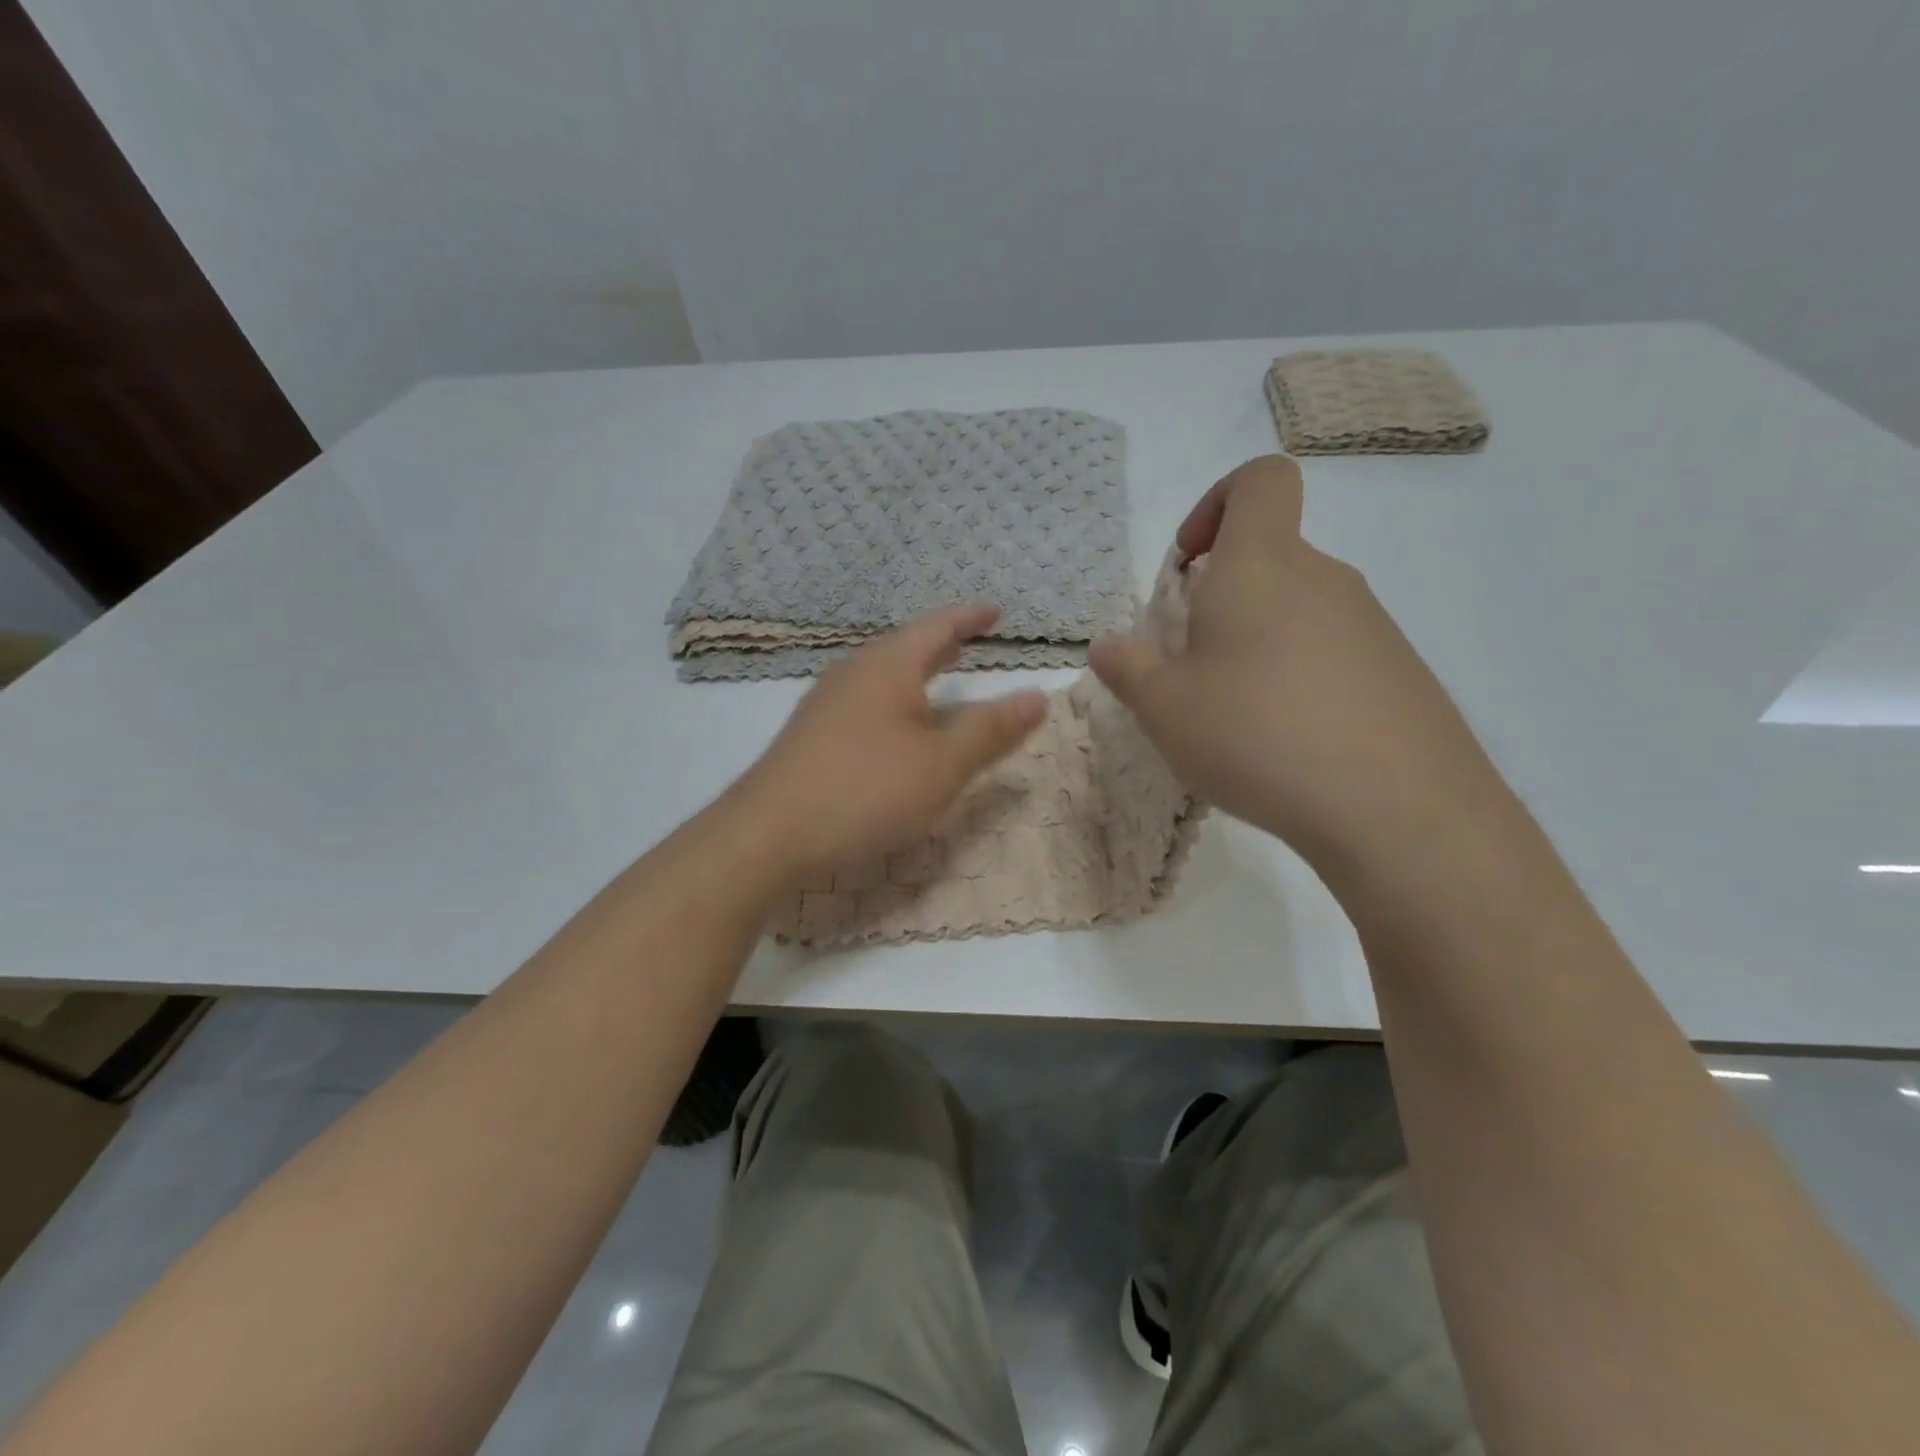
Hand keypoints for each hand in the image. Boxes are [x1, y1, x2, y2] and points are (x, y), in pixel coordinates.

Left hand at [733, 606, 1047, 882]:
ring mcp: (826, 702)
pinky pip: (864, 699)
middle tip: (971, 639)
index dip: (970, 618)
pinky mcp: (811, 733)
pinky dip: (894, 697)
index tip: (997, 612)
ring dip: (915, 670)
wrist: (769, 834)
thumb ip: (990, 730)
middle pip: (905, 646)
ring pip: (882, 673)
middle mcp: (854, 672)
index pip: (937, 627)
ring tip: (939, 675)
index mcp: (888, 666)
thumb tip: (1039, 696)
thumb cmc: (865, 790)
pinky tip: (894, 724)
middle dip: (942, 642)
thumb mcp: (942, 765)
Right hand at [1089, 455, 1502, 875]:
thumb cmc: (1257, 736)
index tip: (1189, 565)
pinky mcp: (1400, 671)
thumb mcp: (1164, 709)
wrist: (1396, 809)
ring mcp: (1371, 623)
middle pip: (1271, 555)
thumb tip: (1108, 647)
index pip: (1259, 480)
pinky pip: (1334, 650)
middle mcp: (1323, 578)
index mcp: (1260, 566)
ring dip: (1258, 641)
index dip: (1217, 502)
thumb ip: (1128, 669)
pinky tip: (1288, 739)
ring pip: (1299, 608)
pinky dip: (1299, 675)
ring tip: (1237, 712)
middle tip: (1194, 663)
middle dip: (1222, 596)